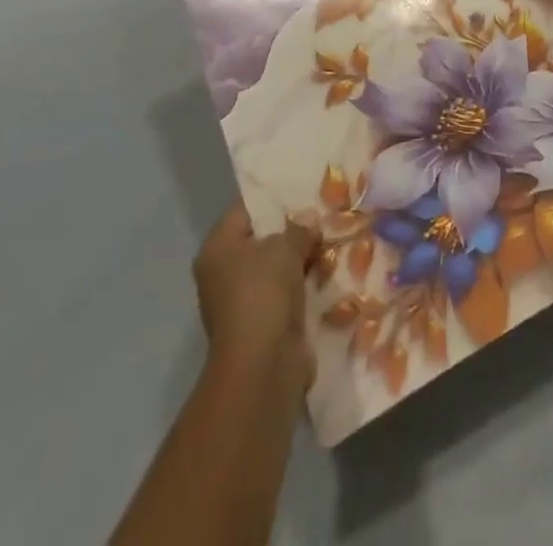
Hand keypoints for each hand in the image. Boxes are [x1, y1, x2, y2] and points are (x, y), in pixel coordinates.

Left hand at [194, 203, 319, 400]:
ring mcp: (243, 299)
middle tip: (326, 209)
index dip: (275, 196)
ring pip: (278, 266)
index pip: (246, 207)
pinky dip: (305, 282)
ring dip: (303, 256)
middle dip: (294, 227)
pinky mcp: (264, 322)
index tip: (305, 186)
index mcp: (218, 247)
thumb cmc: (263, 294)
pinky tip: (331, 267)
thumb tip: (309, 220)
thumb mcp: (285, 247)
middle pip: (263, 237)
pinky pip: (287, 290)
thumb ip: (299, 227)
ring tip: (334, 234)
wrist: (263, 367)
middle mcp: (224, 271)